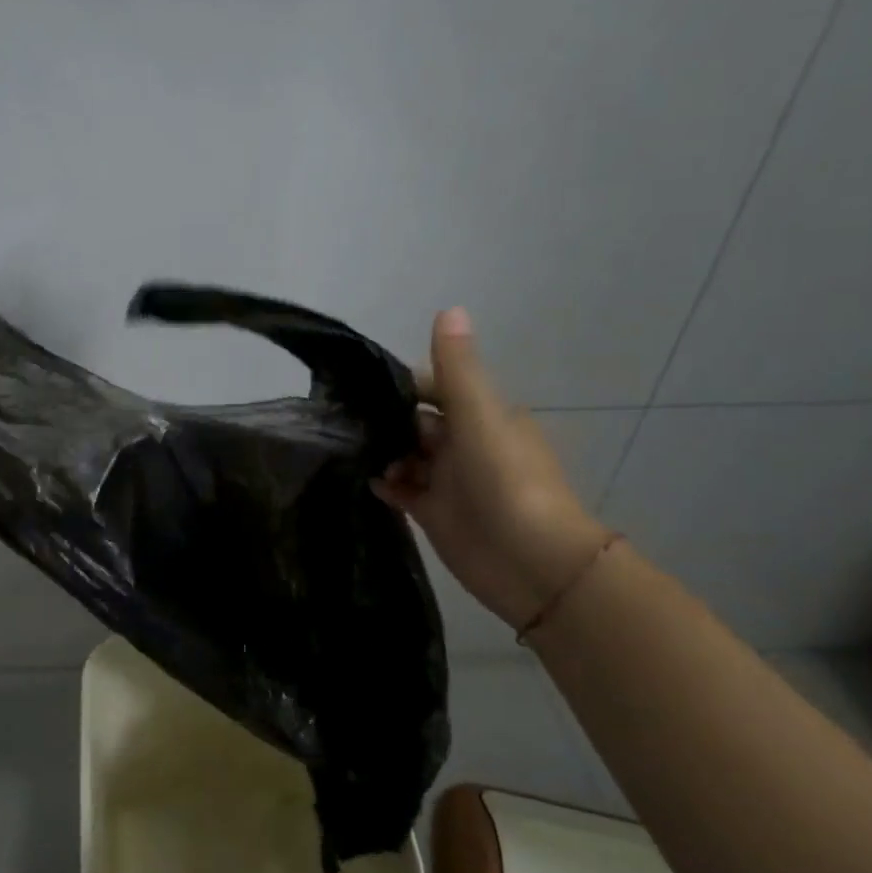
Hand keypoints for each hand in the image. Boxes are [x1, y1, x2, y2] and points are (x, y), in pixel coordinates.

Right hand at [376, 308, 610, 631]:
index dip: (402, 385)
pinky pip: (403, 491)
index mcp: (482, 416)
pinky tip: (364, 479)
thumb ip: (458, 369)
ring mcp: (450, 481)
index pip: (435, 388)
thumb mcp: (480, 417)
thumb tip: (448, 308)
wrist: (533, 564)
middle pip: (416, 422)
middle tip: (338, 417)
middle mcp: (465, 444)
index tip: (360, 385)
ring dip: (381, 451)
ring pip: (406, 456)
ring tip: (345, 448)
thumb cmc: (507, 482)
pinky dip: (386, 483)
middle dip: (384, 419)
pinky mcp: (436, 514)